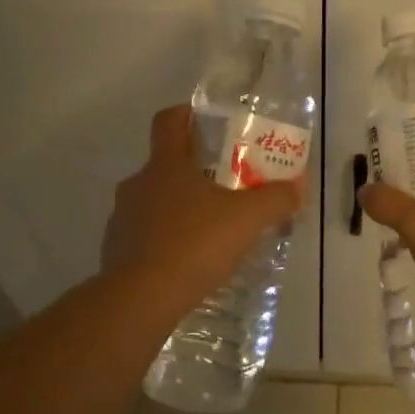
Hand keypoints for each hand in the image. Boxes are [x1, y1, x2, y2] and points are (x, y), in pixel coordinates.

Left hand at [102, 106, 305, 310]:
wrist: (140, 298)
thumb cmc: (194, 244)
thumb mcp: (247, 219)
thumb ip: (276, 199)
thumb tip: (298, 186)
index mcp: (165, 165)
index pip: (168, 121)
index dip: (186, 115)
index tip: (206, 122)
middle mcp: (138, 184)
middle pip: (164, 165)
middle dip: (194, 172)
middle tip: (225, 187)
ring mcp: (122, 218)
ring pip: (153, 202)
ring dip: (178, 209)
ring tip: (209, 230)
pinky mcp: (115, 251)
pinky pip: (144, 236)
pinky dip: (164, 242)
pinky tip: (187, 263)